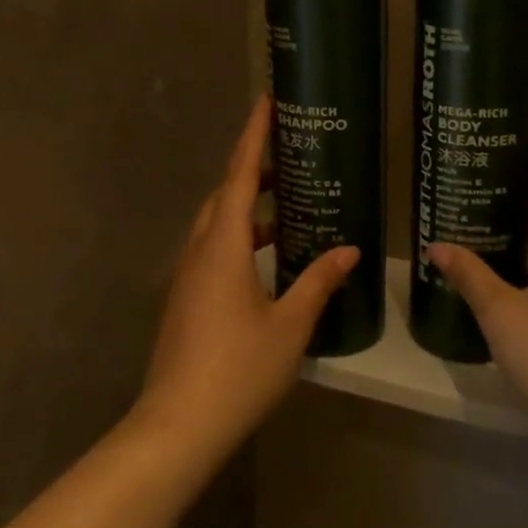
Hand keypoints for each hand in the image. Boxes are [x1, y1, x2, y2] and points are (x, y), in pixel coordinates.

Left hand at [135, 95, 357, 466]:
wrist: (177, 426)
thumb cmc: (238, 370)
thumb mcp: (290, 326)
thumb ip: (319, 282)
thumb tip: (350, 250)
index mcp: (224, 246)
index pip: (241, 174)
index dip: (254, 135)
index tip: (267, 101)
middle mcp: (199, 251)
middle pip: (226, 195)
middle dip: (255, 171)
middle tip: (291, 159)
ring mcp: (187, 276)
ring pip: (217, 224)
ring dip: (249, 208)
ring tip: (288, 209)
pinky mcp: (185, 300)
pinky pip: (213, 250)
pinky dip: (240, 239)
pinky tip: (268, 261)